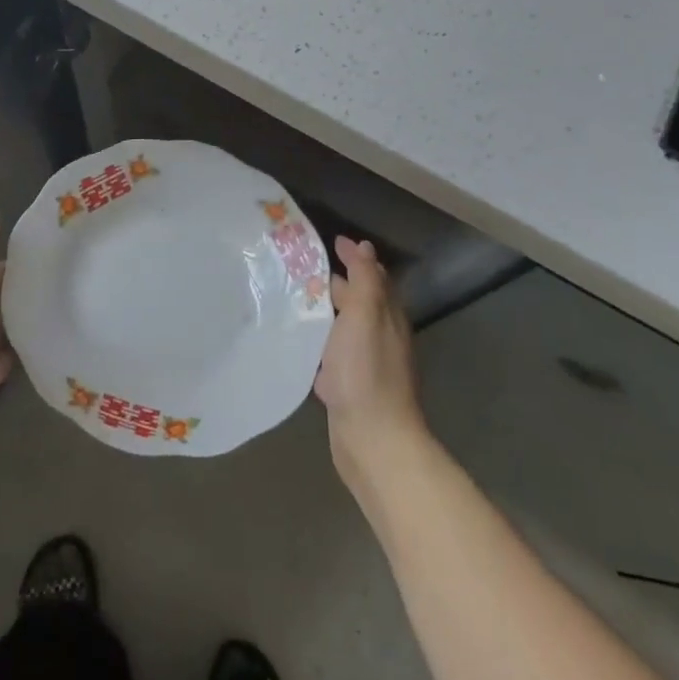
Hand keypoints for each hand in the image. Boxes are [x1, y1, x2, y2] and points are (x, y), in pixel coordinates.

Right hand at [315, 236, 425, 479]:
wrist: (372, 438)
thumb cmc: (366, 370)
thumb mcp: (366, 314)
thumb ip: (365, 279)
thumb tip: (364, 246)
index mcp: (387, 316)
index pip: (373, 276)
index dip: (354, 257)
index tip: (330, 242)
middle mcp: (380, 336)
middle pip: (358, 301)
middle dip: (335, 282)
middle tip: (299, 268)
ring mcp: (365, 364)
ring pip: (343, 328)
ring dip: (323, 312)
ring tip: (291, 299)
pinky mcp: (348, 387)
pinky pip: (332, 355)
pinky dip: (318, 343)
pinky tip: (298, 344)